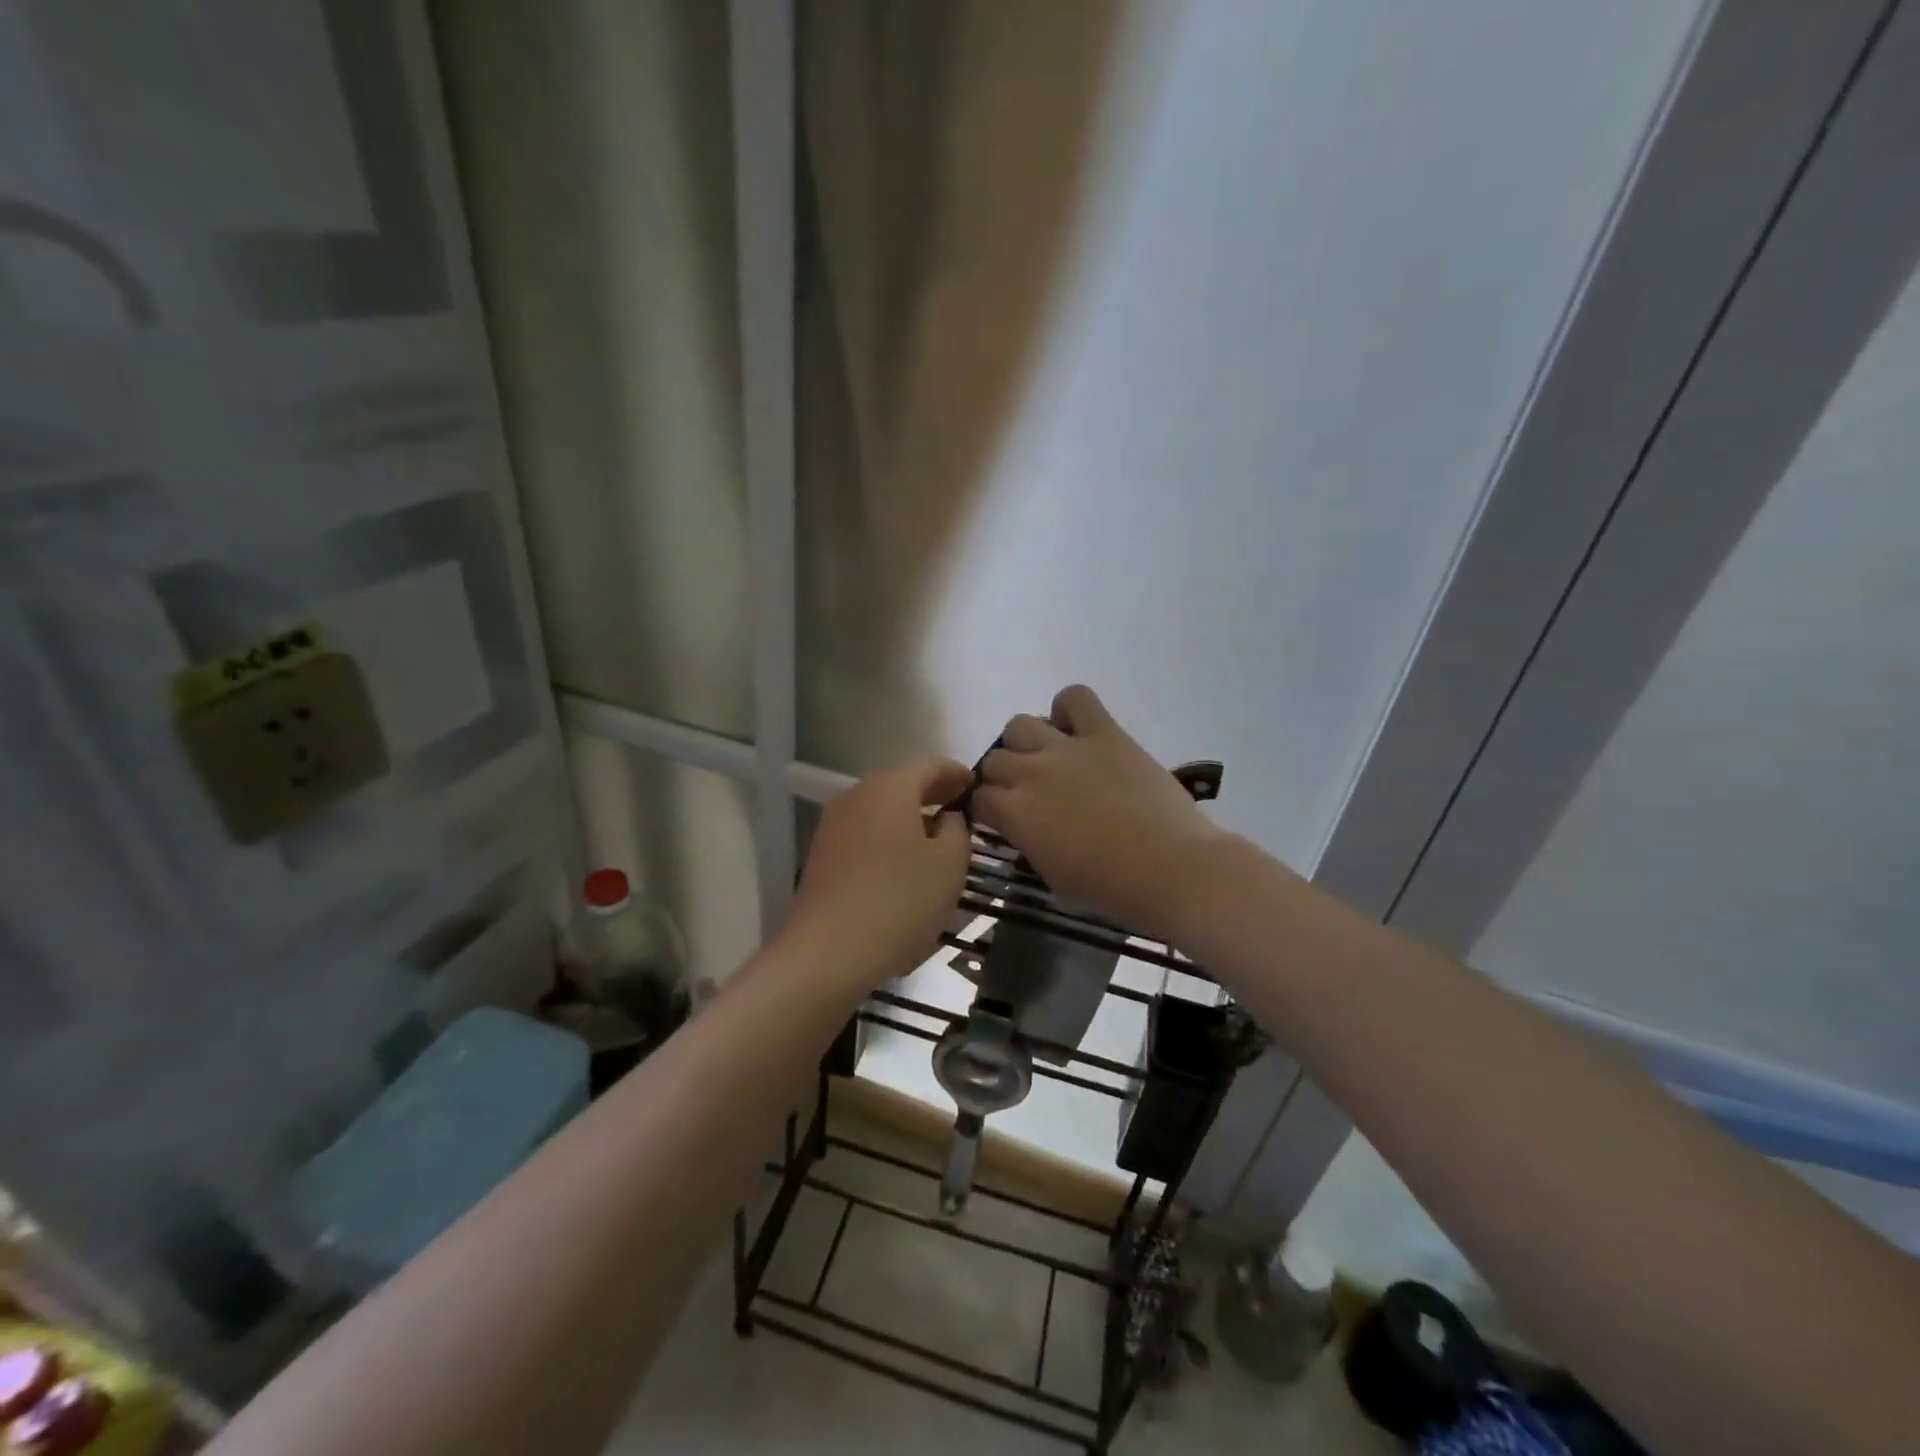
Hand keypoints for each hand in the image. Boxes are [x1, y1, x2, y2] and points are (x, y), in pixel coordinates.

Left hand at [785, 757, 974, 985]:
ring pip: (881, 810)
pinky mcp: (822, 854)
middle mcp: (857, 794)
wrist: (828, 950)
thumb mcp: (949, 864)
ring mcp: (834, 824)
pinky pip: (865, 834)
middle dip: (932, 794)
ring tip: (935, 840)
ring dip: (909, 818)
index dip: (957, 773)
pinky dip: (888, 839)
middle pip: (902, 784)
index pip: (931, 765)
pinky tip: (903, 864)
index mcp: (891, 787)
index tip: (977, 786)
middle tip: (960, 809)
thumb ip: (957, 830)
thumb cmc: (900, 900)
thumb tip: (947, 817)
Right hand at [974, 685, 1226, 936]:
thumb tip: (1025, 828)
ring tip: (1047, 759)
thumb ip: (1029, 843)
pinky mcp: (1105, 733)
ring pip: (1020, 724)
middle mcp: (1032, 772)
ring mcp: (1067, 747)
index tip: (999, 818)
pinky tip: (1077, 730)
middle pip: (995, 758)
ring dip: (1025, 743)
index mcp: (1016, 813)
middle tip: (1025, 792)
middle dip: (1003, 777)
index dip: (986, 808)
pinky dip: (1069, 709)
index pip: (978, 798)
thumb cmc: (1111, 887)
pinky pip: (1075, 697)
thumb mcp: (1053, 875)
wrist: (1170, 867)